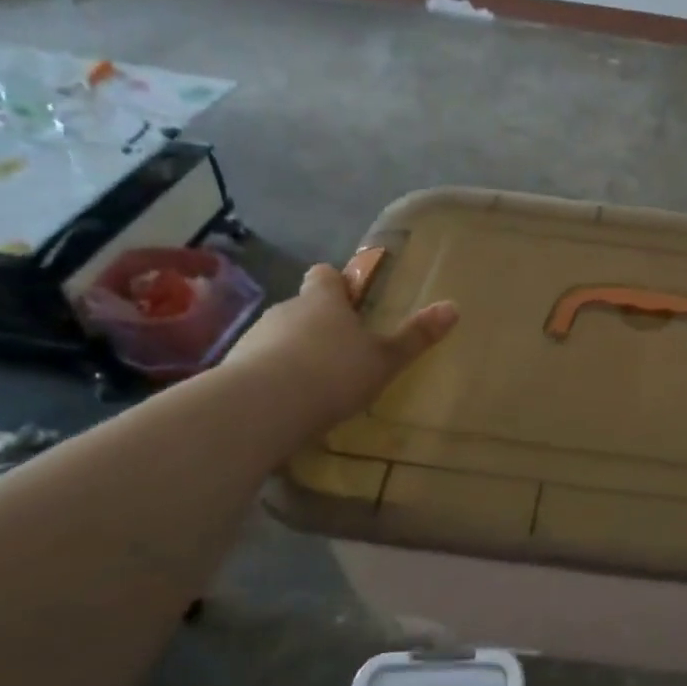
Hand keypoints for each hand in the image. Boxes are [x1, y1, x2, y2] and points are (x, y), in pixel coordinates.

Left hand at [222, 263, 456, 431]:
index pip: (325, 276)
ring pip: (278, 337)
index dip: (336, 283)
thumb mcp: (385, 359)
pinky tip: (287, 405)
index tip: (349, 297)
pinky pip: (258, 367)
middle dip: (318, 323)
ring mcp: (254, 338)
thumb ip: (416, 336)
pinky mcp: (232, 370)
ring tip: (314, 383)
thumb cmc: (332, 373)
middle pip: (302, 307)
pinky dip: (271, 378)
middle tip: (341, 350)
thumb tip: (454, 306)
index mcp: (323, 300)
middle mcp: (285, 310)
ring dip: (293, 352)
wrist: (260, 408)